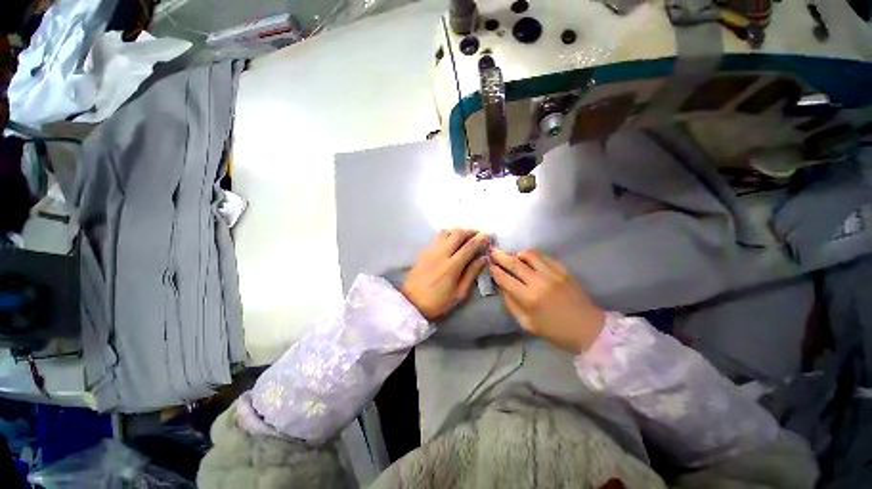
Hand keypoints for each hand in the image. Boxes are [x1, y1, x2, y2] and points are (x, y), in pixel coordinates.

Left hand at [402, 229, 489, 320]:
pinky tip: (451, 243)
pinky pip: (438, 237)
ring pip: (446, 232)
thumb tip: (483, 258)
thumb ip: (472, 273)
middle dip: (470, 231)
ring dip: (458, 232)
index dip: (480, 239)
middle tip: (478, 235)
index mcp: (452, 266)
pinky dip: (448, 236)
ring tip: (465, 238)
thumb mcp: (459, 293)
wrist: (411, 303)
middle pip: (457, 233)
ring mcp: (431, 250)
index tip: (488, 236)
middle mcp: (441, 253)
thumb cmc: (438, 302)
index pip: (469, 246)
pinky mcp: (424, 251)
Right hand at [490, 248, 604, 352]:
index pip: (505, 279)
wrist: (588, 328)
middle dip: (501, 256)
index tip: (490, 265)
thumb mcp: (527, 323)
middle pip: (515, 263)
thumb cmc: (555, 331)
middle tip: (493, 252)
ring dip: (518, 253)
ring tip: (513, 256)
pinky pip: (544, 257)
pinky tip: (530, 260)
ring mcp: (553, 273)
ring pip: (530, 255)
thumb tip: (502, 287)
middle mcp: (539, 282)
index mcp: (529, 298)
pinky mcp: (563, 270)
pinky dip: (533, 256)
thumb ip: (511, 304)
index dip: (495, 271)